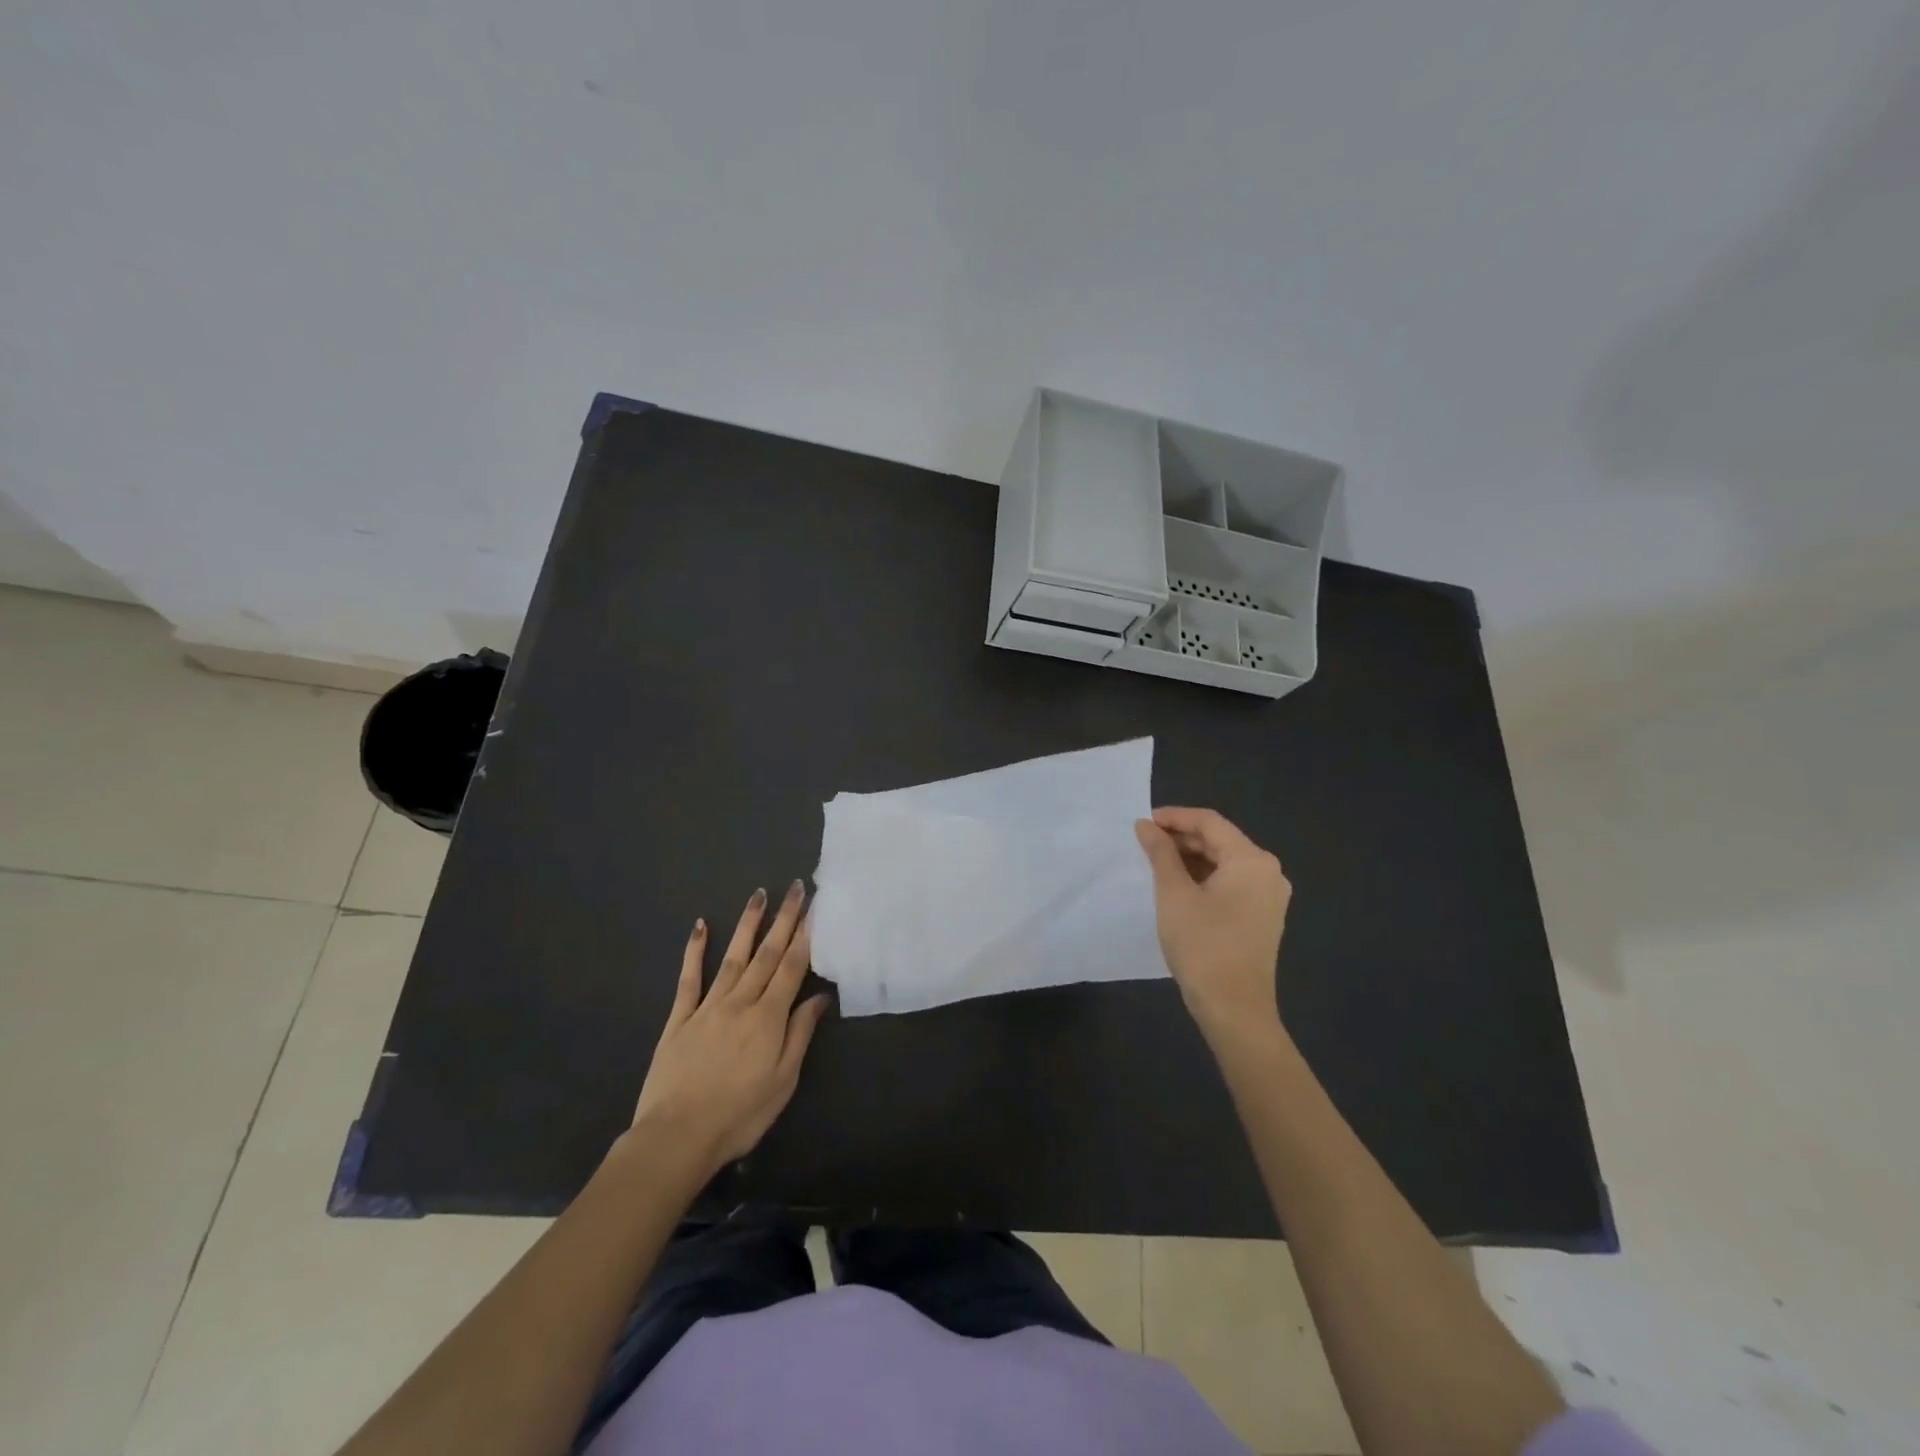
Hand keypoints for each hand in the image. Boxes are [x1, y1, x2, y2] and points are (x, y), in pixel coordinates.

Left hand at [631, 881, 831, 1174]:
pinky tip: (700, 926)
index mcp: (769, 1018)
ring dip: (748, 924)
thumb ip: (800, 1035)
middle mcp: (740, 1002)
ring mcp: (707, 1007)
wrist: (677, 1138)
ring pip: (732, 957)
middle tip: (796, 887)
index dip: (805, 935)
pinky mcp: (679, 1019)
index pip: (792, 967)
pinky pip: (689, 978)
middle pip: (766, 953)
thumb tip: (819, 998)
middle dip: (784, 918)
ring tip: (759, 895)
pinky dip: (695, 950)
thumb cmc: (739, 1115)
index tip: (814, 906)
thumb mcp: (783, 1081)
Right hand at [1134, 807, 1291, 1043]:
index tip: (1142, 822)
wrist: (1234, 1009)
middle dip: (1181, 838)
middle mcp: (1267, 871)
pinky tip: (1177, 885)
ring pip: (1224, 862)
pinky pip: (1230, 882)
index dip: (1174, 817)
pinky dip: (1203, 878)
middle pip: (1219, 840)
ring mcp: (1268, 896)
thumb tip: (1145, 825)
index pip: (1209, 822)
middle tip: (1144, 843)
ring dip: (1190, 858)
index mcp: (1252, 860)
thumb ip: (1160, 853)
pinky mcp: (1262, 916)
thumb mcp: (1174, 894)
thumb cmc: (1203, 946)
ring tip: (1154, 862)